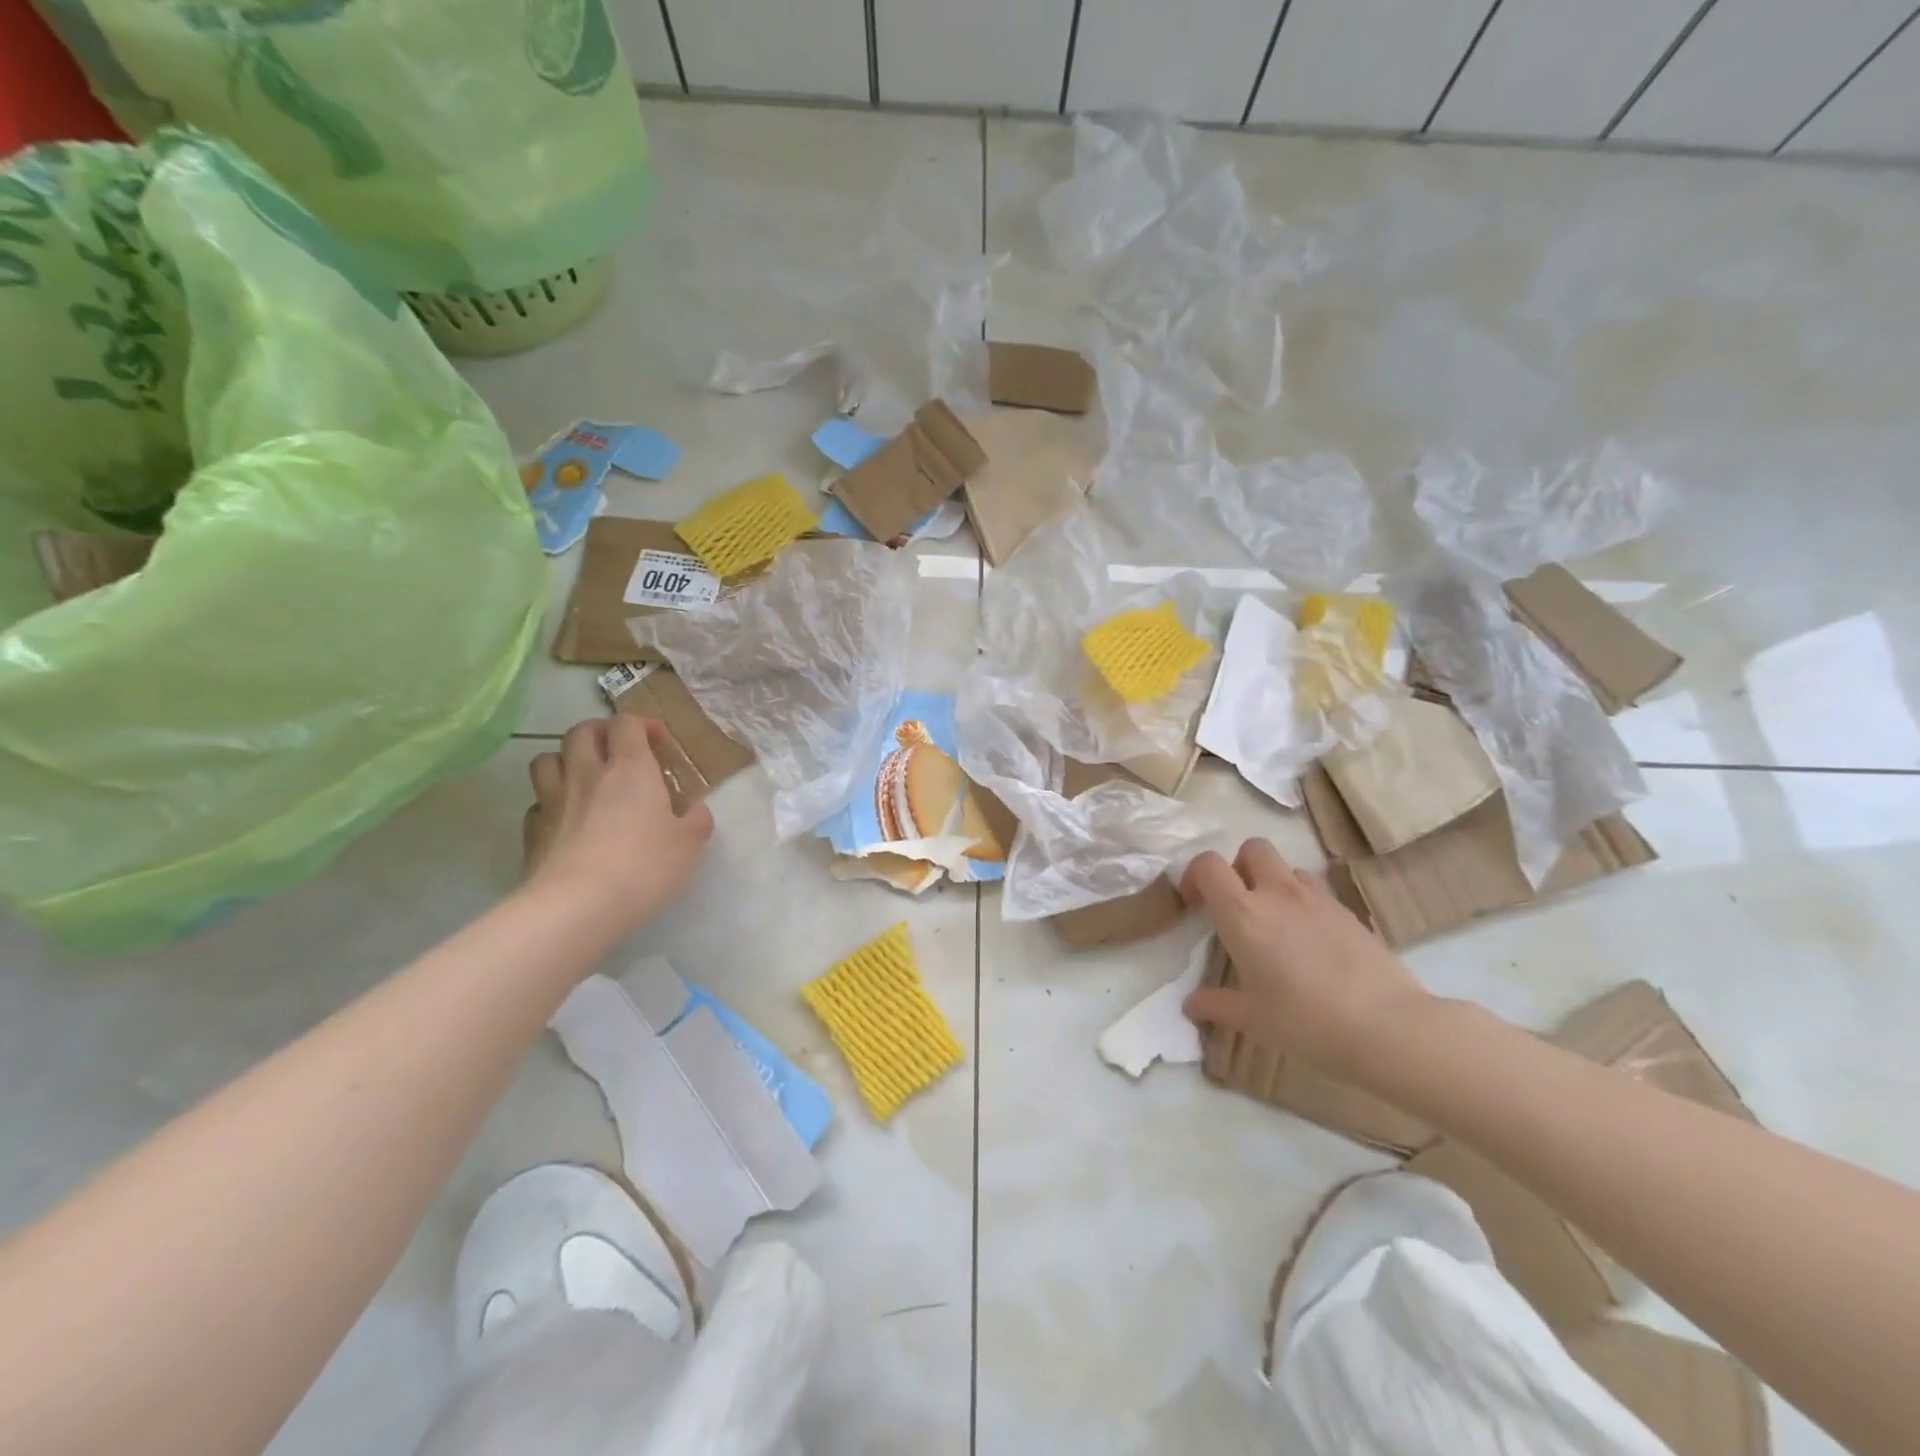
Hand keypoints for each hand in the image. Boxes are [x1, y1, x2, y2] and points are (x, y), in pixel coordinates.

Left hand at [521, 716, 713, 938]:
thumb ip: (696, 819)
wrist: (578, 906)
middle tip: (620, 752)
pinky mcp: (532, 831)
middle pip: (582, 730)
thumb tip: (693, 809)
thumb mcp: (690, 844)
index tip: (659, 744)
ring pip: (547, 758)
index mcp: (630, 769)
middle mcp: (587, 774)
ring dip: (566, 759)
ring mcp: (553, 800)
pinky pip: (537, 802)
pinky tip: (567, 820)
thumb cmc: (644, 866)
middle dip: (601, 732)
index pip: (627, 724)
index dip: (643, 725)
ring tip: (585, 778)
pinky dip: (551, 802)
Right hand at [1180, 839, 1429, 1082]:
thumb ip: (1217, 1006)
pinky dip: (1304, 903)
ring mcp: (1317, 899)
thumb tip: (1191, 1005)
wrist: (1388, 1027)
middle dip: (1238, 867)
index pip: (1208, 865)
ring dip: (1273, 883)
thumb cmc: (1307, 1021)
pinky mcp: (1348, 911)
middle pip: (1252, 849)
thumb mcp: (1253, 1020)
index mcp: (1243, 913)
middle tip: (1237, 904)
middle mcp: (1277, 894)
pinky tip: (1311, 941)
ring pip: (1287, 867)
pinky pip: (1316, 891)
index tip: (1196, 904)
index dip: (1195, 875)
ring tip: (1276, 923)